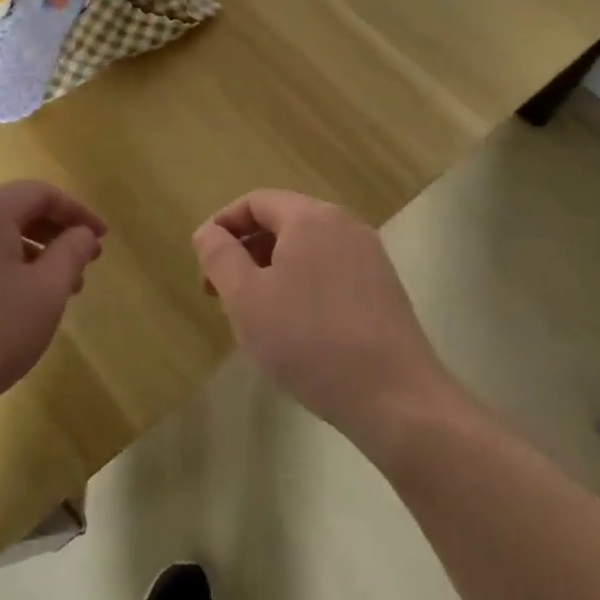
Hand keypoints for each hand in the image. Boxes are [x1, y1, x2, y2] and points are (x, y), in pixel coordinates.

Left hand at [0, 181, 105, 438]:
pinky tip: (13, 301)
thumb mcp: (45, 294)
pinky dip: (0, 264)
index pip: (40, 192)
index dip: (77, 211)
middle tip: (84, 264)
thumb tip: (83, 233)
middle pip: (13, 209)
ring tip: (54, 290)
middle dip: (54, 232)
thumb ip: (71, 253)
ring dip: (29, 251)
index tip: (102, 239)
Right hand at [192, 190, 449, 440]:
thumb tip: (208, 231)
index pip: (255, 202)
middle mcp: (345, 225)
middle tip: (221, 294)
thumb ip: (220, 257)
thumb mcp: (246, 299)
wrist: (395, 398)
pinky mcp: (383, 289)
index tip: (204, 266)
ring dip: (271, 271)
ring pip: (306, 249)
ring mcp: (370, 257)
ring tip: (254, 314)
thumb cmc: (309, 341)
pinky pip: (329, 271)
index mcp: (311, 218)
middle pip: (282, 221)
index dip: (222, 227)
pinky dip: (301, 285)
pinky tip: (294, 327)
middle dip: (245, 251)